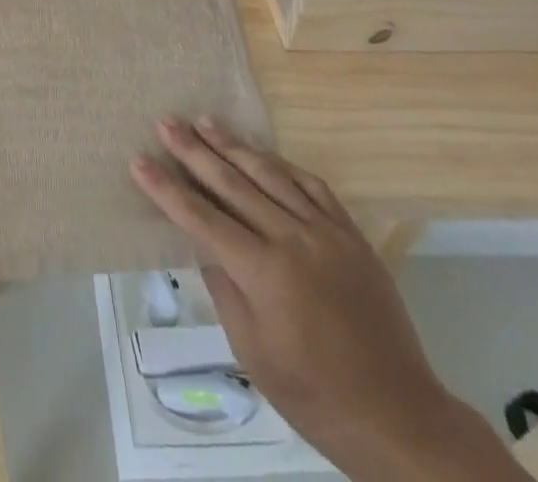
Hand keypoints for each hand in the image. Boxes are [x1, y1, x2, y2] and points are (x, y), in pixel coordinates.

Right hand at [133, 117, 529, 481]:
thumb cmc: (314, 396)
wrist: (398, 417)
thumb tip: (202, 240)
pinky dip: (283, 165)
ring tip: (205, 120)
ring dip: (233, 144)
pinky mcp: (351, 234)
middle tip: (166, 121)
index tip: (139, 160)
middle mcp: (293, 239)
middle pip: (232, 182)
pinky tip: (264, 153)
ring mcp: (326, 231)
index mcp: (264, 273)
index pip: (201, 218)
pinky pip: (312, 185)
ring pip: (270, 173)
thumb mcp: (252, 351)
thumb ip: (224, 287)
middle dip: (193, 150)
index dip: (166, 188)